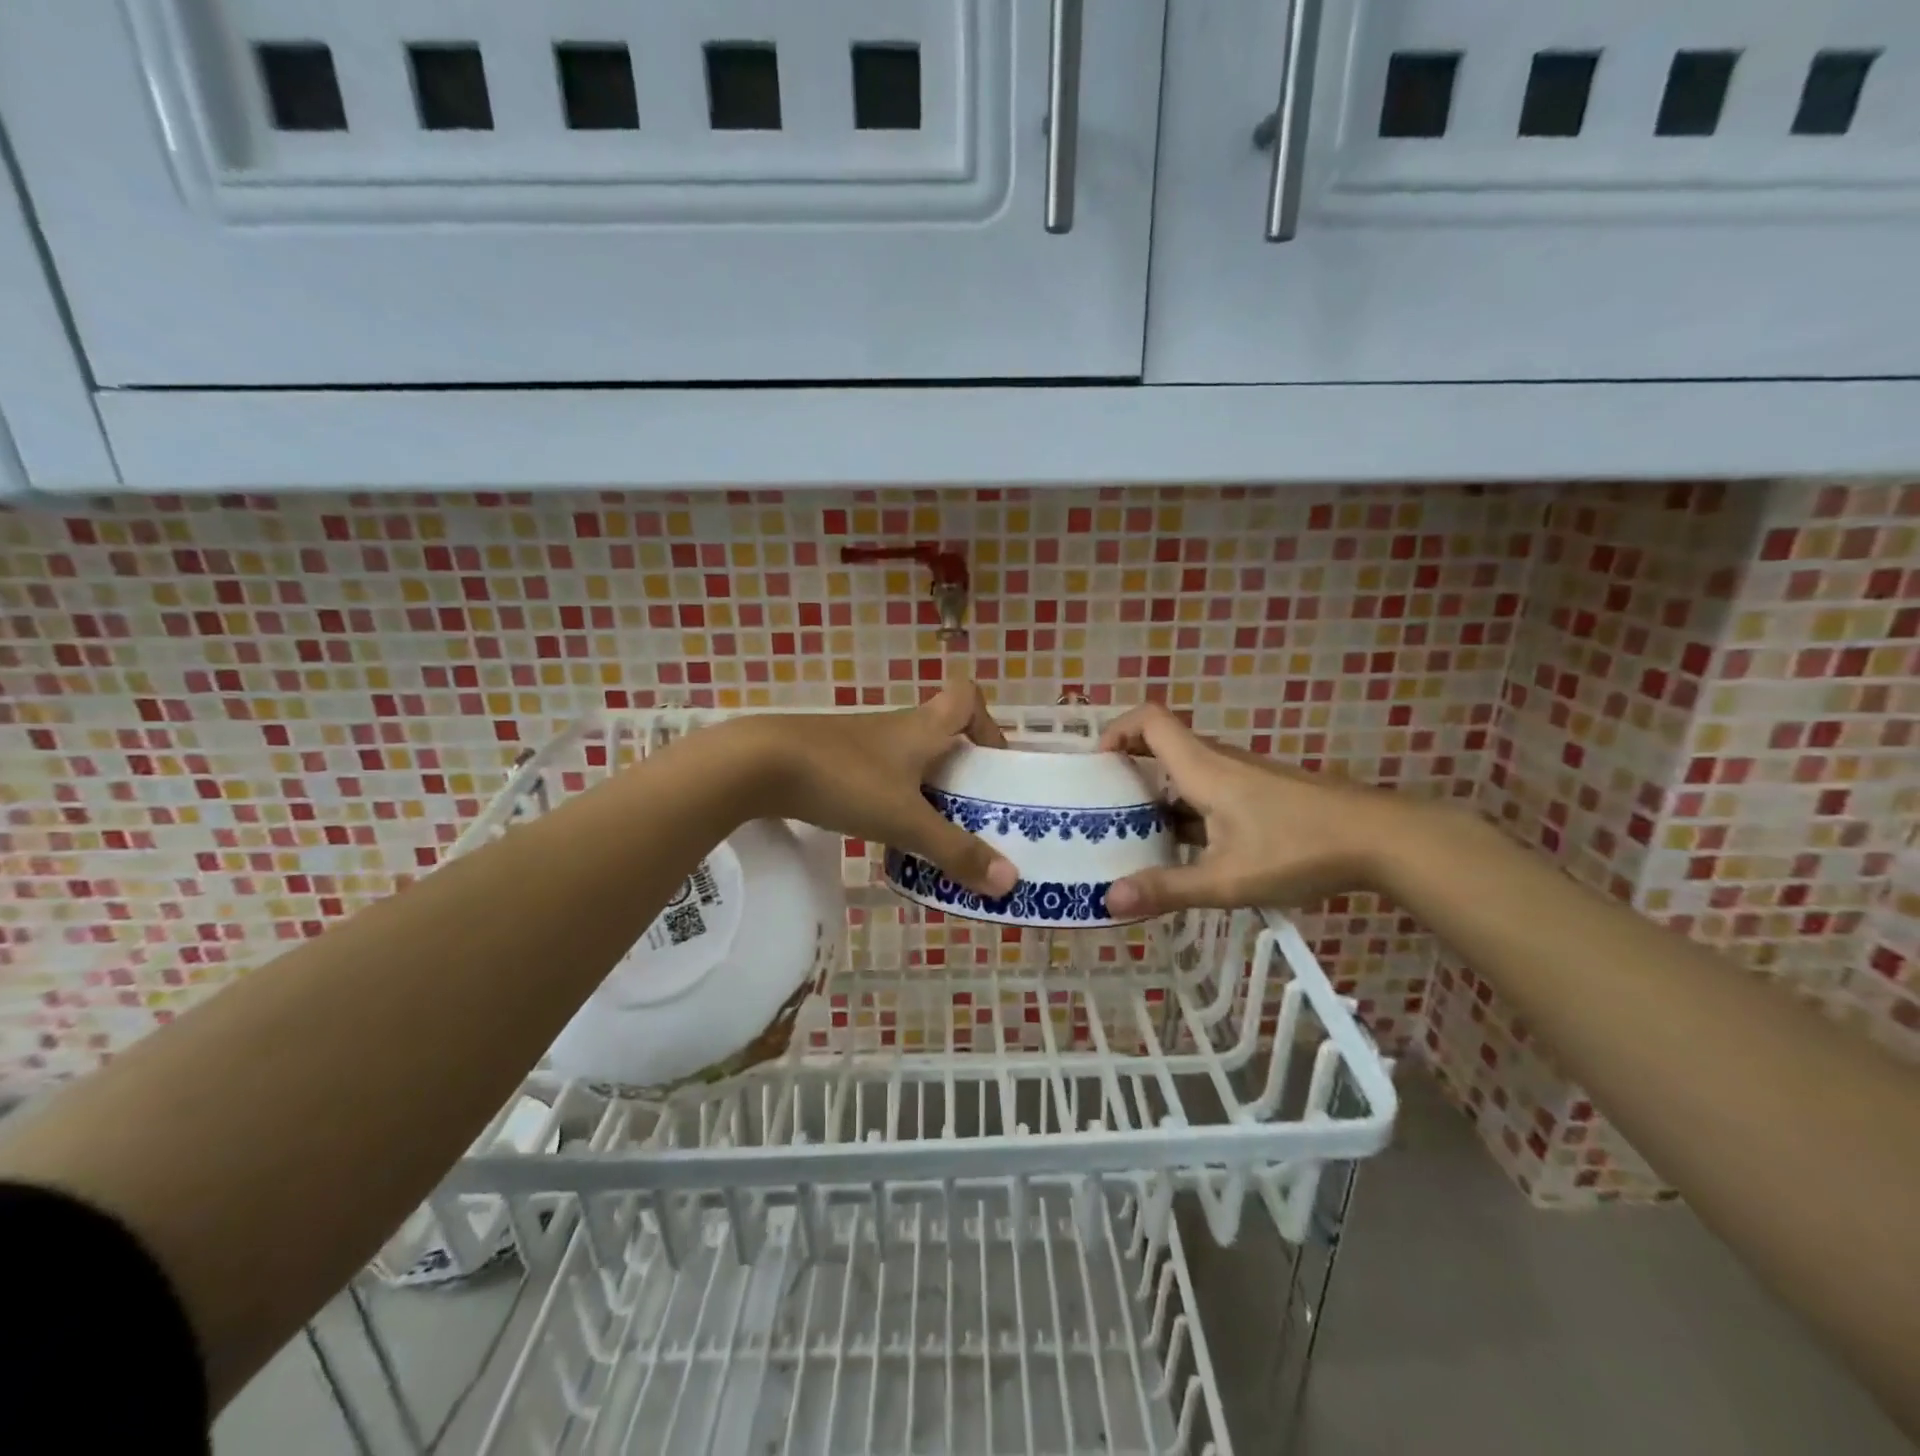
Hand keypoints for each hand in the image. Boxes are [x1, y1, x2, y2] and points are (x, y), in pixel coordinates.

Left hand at [737, 680, 1017, 897]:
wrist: (758, 764)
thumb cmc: (845, 780)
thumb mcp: (906, 821)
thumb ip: (955, 851)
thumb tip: (1009, 881)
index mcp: (922, 727)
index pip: (967, 697)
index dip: (987, 723)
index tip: (991, 763)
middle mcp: (894, 727)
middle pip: (940, 733)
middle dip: (959, 770)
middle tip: (969, 812)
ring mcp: (858, 741)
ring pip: (906, 757)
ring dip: (922, 787)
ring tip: (928, 831)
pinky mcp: (828, 758)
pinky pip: (874, 773)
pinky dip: (887, 796)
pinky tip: (879, 829)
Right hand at [1097, 704, 1405, 917]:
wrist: (1382, 840)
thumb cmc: (1299, 849)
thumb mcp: (1227, 879)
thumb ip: (1168, 889)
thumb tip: (1109, 900)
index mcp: (1203, 768)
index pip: (1149, 720)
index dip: (1115, 730)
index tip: (1095, 765)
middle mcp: (1219, 763)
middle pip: (1162, 745)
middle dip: (1127, 769)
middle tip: (1101, 807)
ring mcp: (1244, 777)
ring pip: (1186, 773)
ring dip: (1156, 794)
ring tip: (1134, 834)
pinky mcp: (1262, 794)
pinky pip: (1209, 791)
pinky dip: (1186, 810)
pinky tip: (1187, 853)